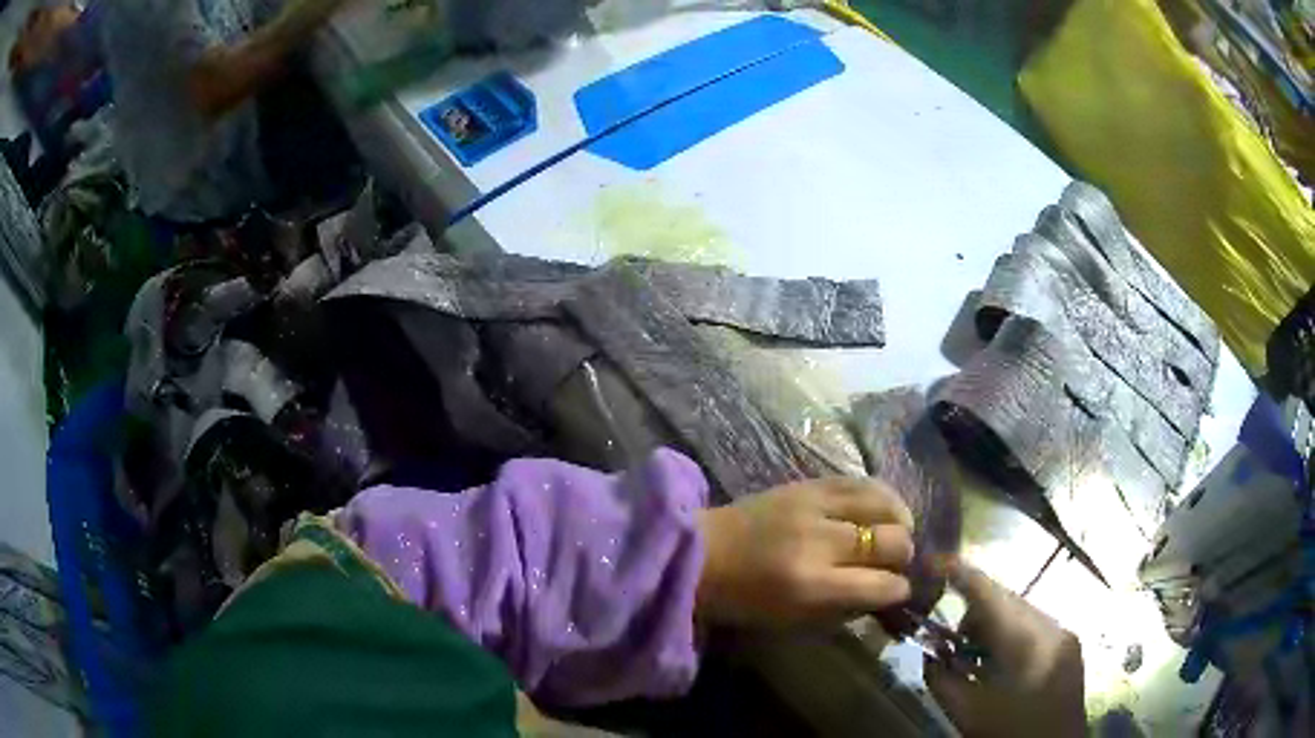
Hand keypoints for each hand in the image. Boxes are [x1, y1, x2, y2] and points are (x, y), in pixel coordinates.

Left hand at [695, 478, 914, 626]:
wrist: (697, 553)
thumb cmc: (741, 598)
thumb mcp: (791, 620)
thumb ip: (842, 607)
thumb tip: (883, 591)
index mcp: (812, 586)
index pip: (880, 585)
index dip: (898, 590)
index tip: (900, 590)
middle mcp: (819, 543)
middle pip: (890, 541)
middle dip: (904, 555)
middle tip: (898, 562)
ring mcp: (813, 506)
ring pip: (882, 504)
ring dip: (900, 520)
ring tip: (900, 529)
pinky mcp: (806, 484)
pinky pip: (859, 481)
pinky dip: (881, 495)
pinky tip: (886, 506)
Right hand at [924, 560, 1085, 737]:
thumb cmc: (1007, 734)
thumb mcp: (966, 714)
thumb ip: (941, 680)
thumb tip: (929, 653)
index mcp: (1024, 642)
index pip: (988, 593)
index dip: (960, 573)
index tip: (934, 561)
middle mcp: (1050, 627)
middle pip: (1006, 599)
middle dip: (976, 612)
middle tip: (952, 642)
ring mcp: (1065, 634)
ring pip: (1022, 611)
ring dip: (995, 625)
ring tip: (978, 660)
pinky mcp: (1070, 645)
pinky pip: (1036, 626)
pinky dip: (1013, 636)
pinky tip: (1003, 665)